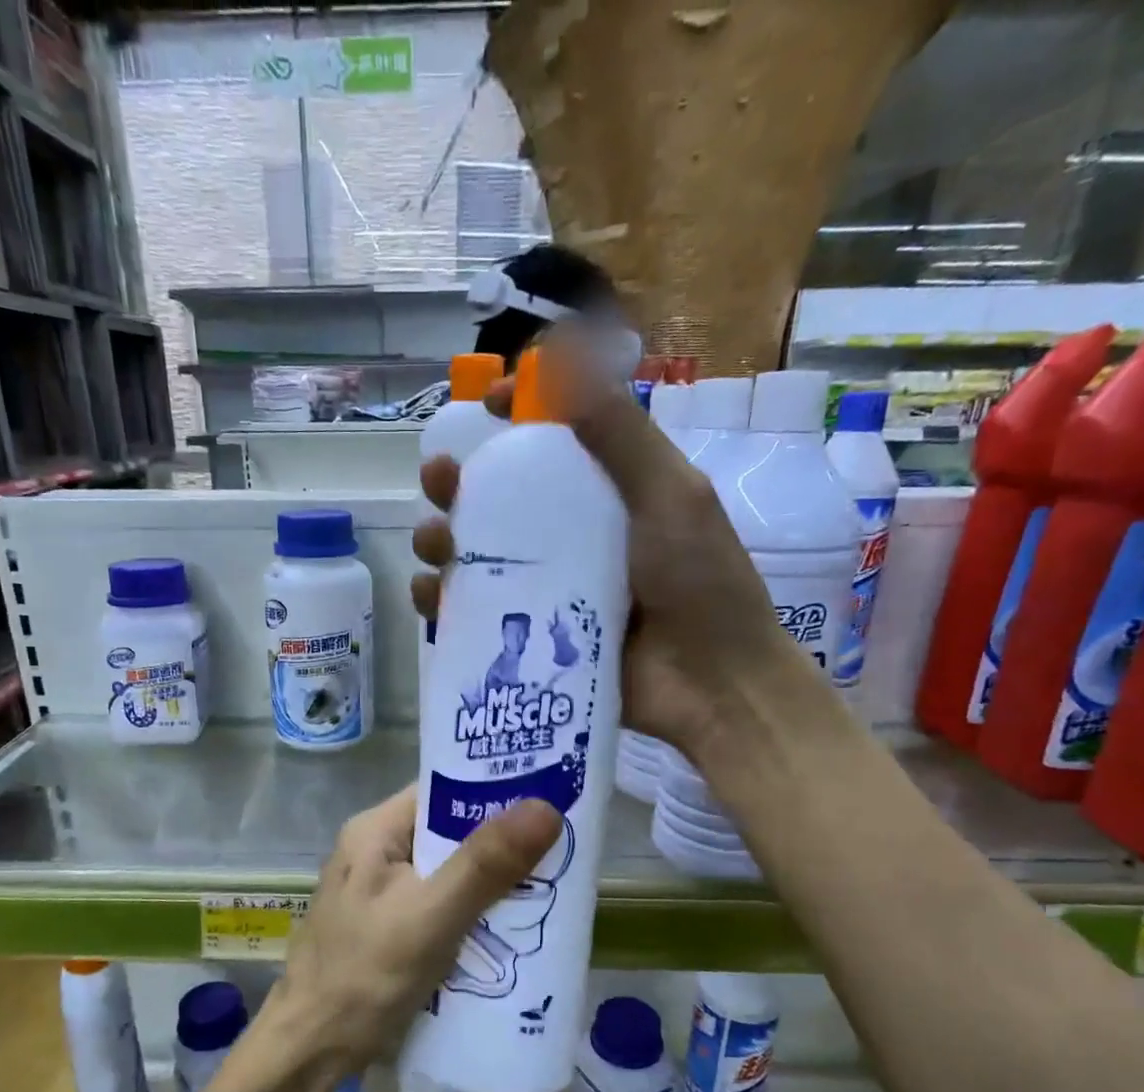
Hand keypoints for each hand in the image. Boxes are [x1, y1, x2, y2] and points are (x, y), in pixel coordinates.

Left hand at [277, 786, 561, 1072]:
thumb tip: (546, 806)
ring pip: (449, 871)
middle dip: (502, 842)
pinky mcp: (389, 927)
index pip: (444, 790)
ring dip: (492, 880)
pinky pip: (441, 904)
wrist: (309, 1053)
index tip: (551, 796)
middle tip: (563, 847)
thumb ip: (485, 863)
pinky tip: (510, 926)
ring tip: (550, 885)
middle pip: (450, 831)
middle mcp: (375, 851)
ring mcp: (380, 892)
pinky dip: (474, 911)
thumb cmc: (364, 976)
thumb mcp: (431, 915)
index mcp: (375, 831)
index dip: (495, 790)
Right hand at [411, 335, 800, 757]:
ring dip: (440, 539)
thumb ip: (619, 432)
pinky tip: (432, 598)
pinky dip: (442, 600)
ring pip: (476, 553)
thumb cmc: (701, 583)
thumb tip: (559, 352)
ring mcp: (547, 586)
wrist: (711, 686)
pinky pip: (474, 611)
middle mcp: (569, 533)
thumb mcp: (669, 496)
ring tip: (435, 546)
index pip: (550, 437)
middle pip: (496, 496)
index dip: (517, 412)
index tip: (490, 404)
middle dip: (457, 481)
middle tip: (440, 481)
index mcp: (606, 490)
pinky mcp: (532, 636)